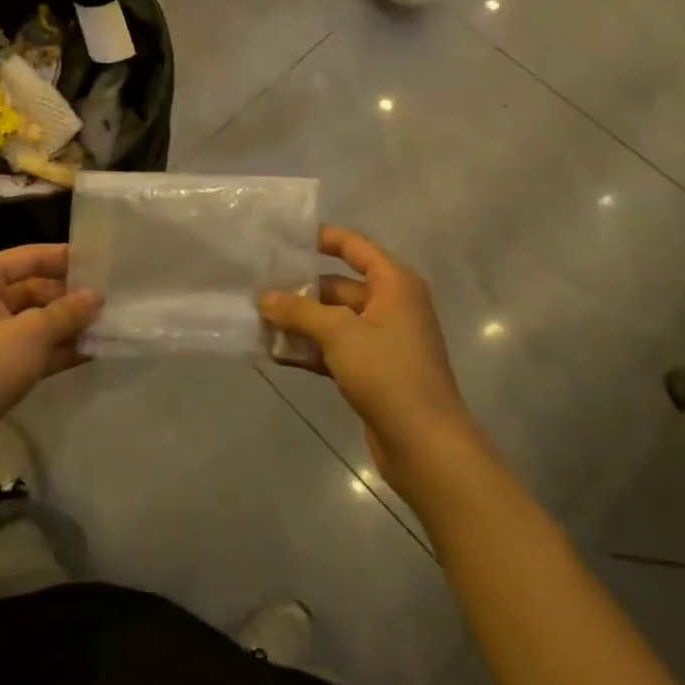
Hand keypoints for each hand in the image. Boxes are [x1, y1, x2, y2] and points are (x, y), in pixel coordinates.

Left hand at [0, 244, 99, 461]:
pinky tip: (88, 352)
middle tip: (108, 301)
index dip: (63, 258)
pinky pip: (28, 349)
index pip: (27, 257)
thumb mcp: (33, 333)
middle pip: (30, 289)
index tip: (99, 261)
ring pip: (31, 322)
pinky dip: (54, 350)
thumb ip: (67, 311)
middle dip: (67, 298)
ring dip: (65, 325)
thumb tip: (97, 296)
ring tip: (105, 326)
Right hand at [260, 226, 476, 498]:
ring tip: (258, 321)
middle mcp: (391, 305)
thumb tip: (263, 297)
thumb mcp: (339, 333)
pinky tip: (275, 353)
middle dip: (299, 289)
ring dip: (299, 322)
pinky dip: (309, 349)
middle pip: (338, 285)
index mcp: (394, 284)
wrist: (426, 446)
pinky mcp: (373, 371)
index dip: (321, 238)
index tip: (283, 239)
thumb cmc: (388, 373)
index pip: (354, 246)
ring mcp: (382, 340)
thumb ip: (299, 310)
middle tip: (257, 289)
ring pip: (333, 320)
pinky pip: (335, 349)